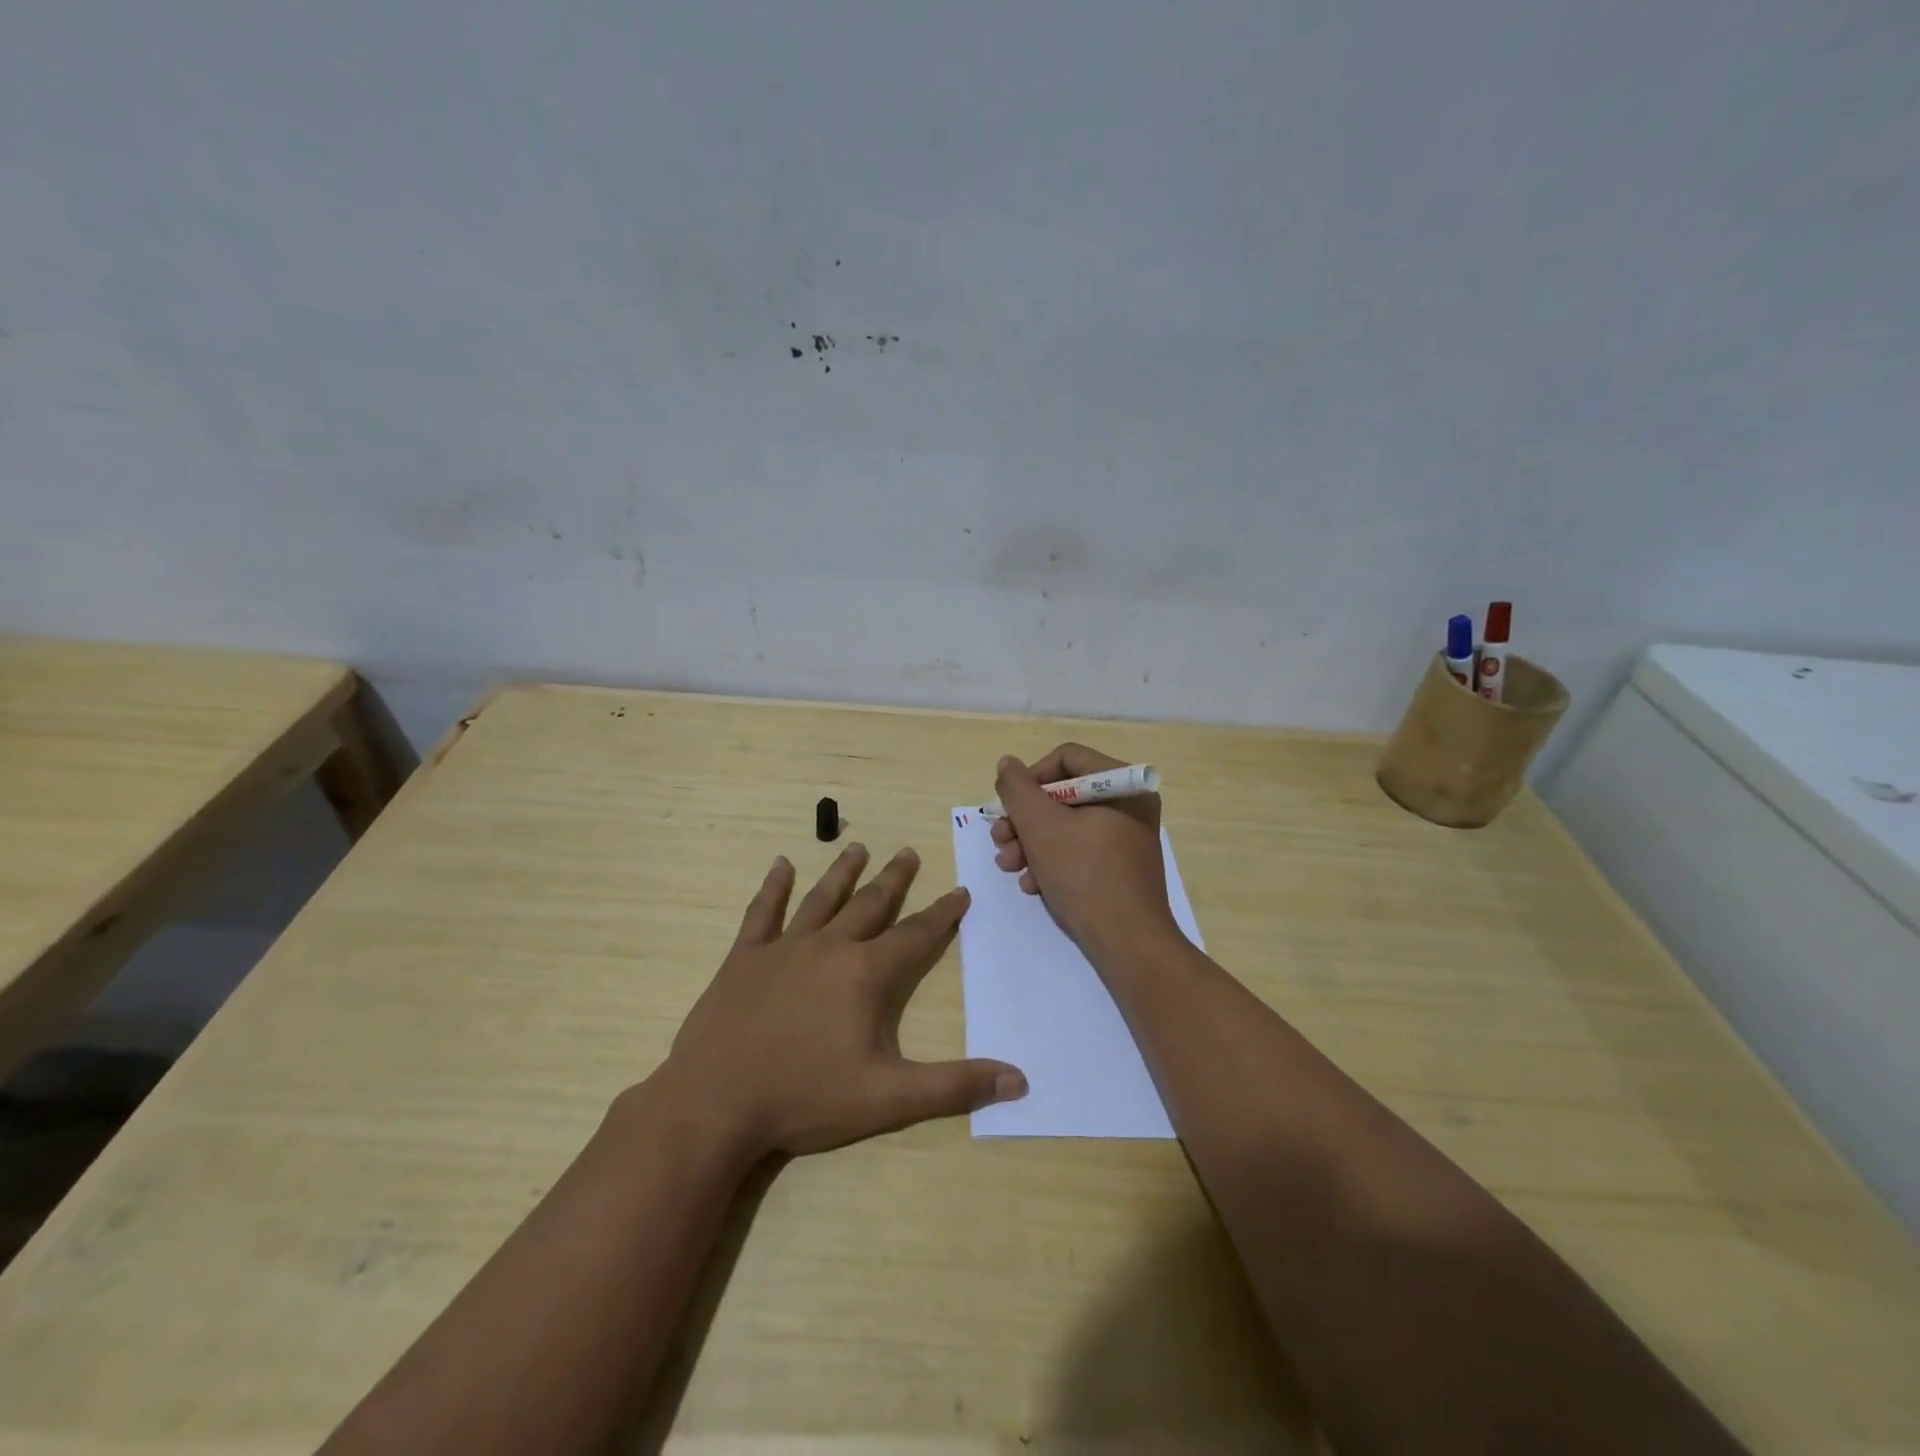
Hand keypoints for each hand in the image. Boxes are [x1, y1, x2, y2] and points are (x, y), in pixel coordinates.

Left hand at [657, 843, 1026, 1158]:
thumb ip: (955, 1086)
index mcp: (865, 974)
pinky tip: (780, 865)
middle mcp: (829, 947)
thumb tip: (1019, 1081)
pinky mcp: (744, 959)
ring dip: (843, 873)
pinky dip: (773, 888)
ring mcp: (783, 949)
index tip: (960, 891)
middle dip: (894, 878)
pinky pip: (762, 914)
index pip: (916, 934)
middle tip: (909, 851)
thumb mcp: (889, 1098)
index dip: (942, 913)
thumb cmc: (806, 1099)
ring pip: (822, 899)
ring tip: (858, 848)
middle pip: (870, 904)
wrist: (715, 1104)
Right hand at [992, 743, 1178, 961]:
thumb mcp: (1040, 826)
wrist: (1128, 944)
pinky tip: (1033, 885)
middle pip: (1063, 794)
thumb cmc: (1085, 875)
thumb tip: (1007, 764)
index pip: (1066, 758)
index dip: (1030, 778)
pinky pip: (1080, 849)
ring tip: (1009, 866)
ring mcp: (1127, 836)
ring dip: (1031, 843)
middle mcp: (1130, 804)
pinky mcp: (1120, 866)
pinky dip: (1052, 862)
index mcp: (1124, 784)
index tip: (1008, 806)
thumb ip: (1017, 789)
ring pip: (1066, 825)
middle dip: (1025, 819)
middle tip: (1000, 840)